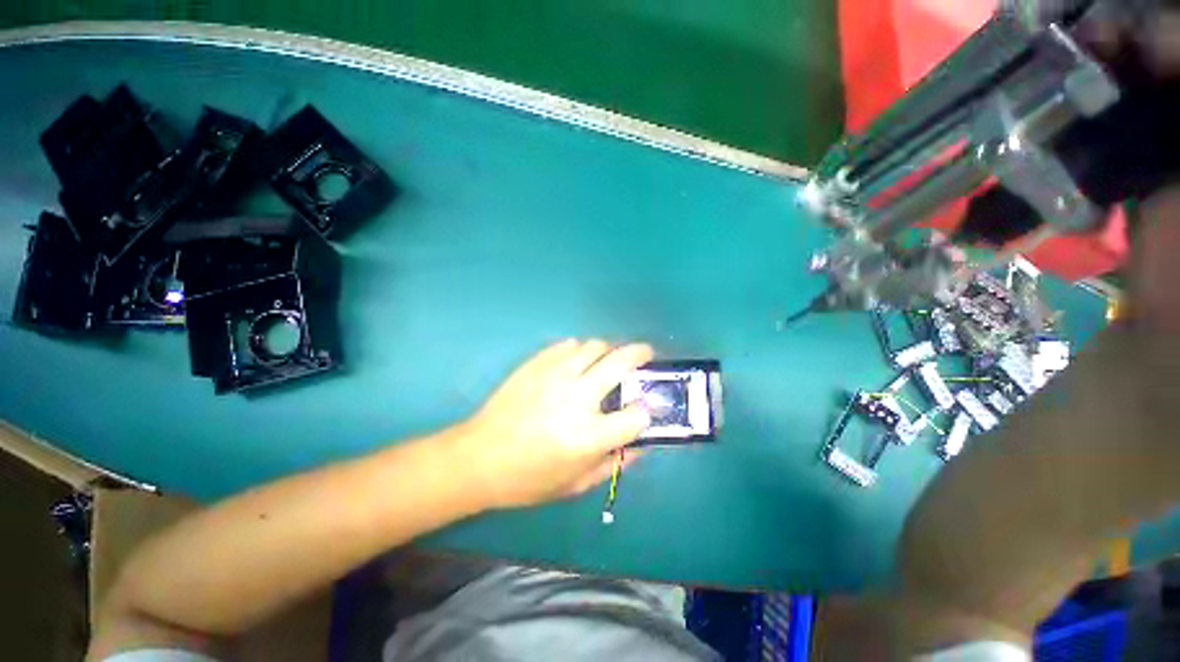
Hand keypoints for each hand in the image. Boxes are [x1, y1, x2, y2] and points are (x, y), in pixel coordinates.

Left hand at [450, 339, 652, 509]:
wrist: (478, 458)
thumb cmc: (527, 479)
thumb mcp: (575, 485)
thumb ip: (613, 465)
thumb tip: (640, 445)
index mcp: (588, 436)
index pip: (636, 415)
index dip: (646, 411)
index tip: (644, 409)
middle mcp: (577, 398)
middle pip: (621, 362)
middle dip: (641, 354)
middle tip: (646, 355)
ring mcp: (555, 375)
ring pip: (595, 346)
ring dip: (609, 350)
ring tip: (608, 360)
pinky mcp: (536, 364)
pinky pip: (568, 345)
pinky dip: (580, 350)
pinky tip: (577, 361)